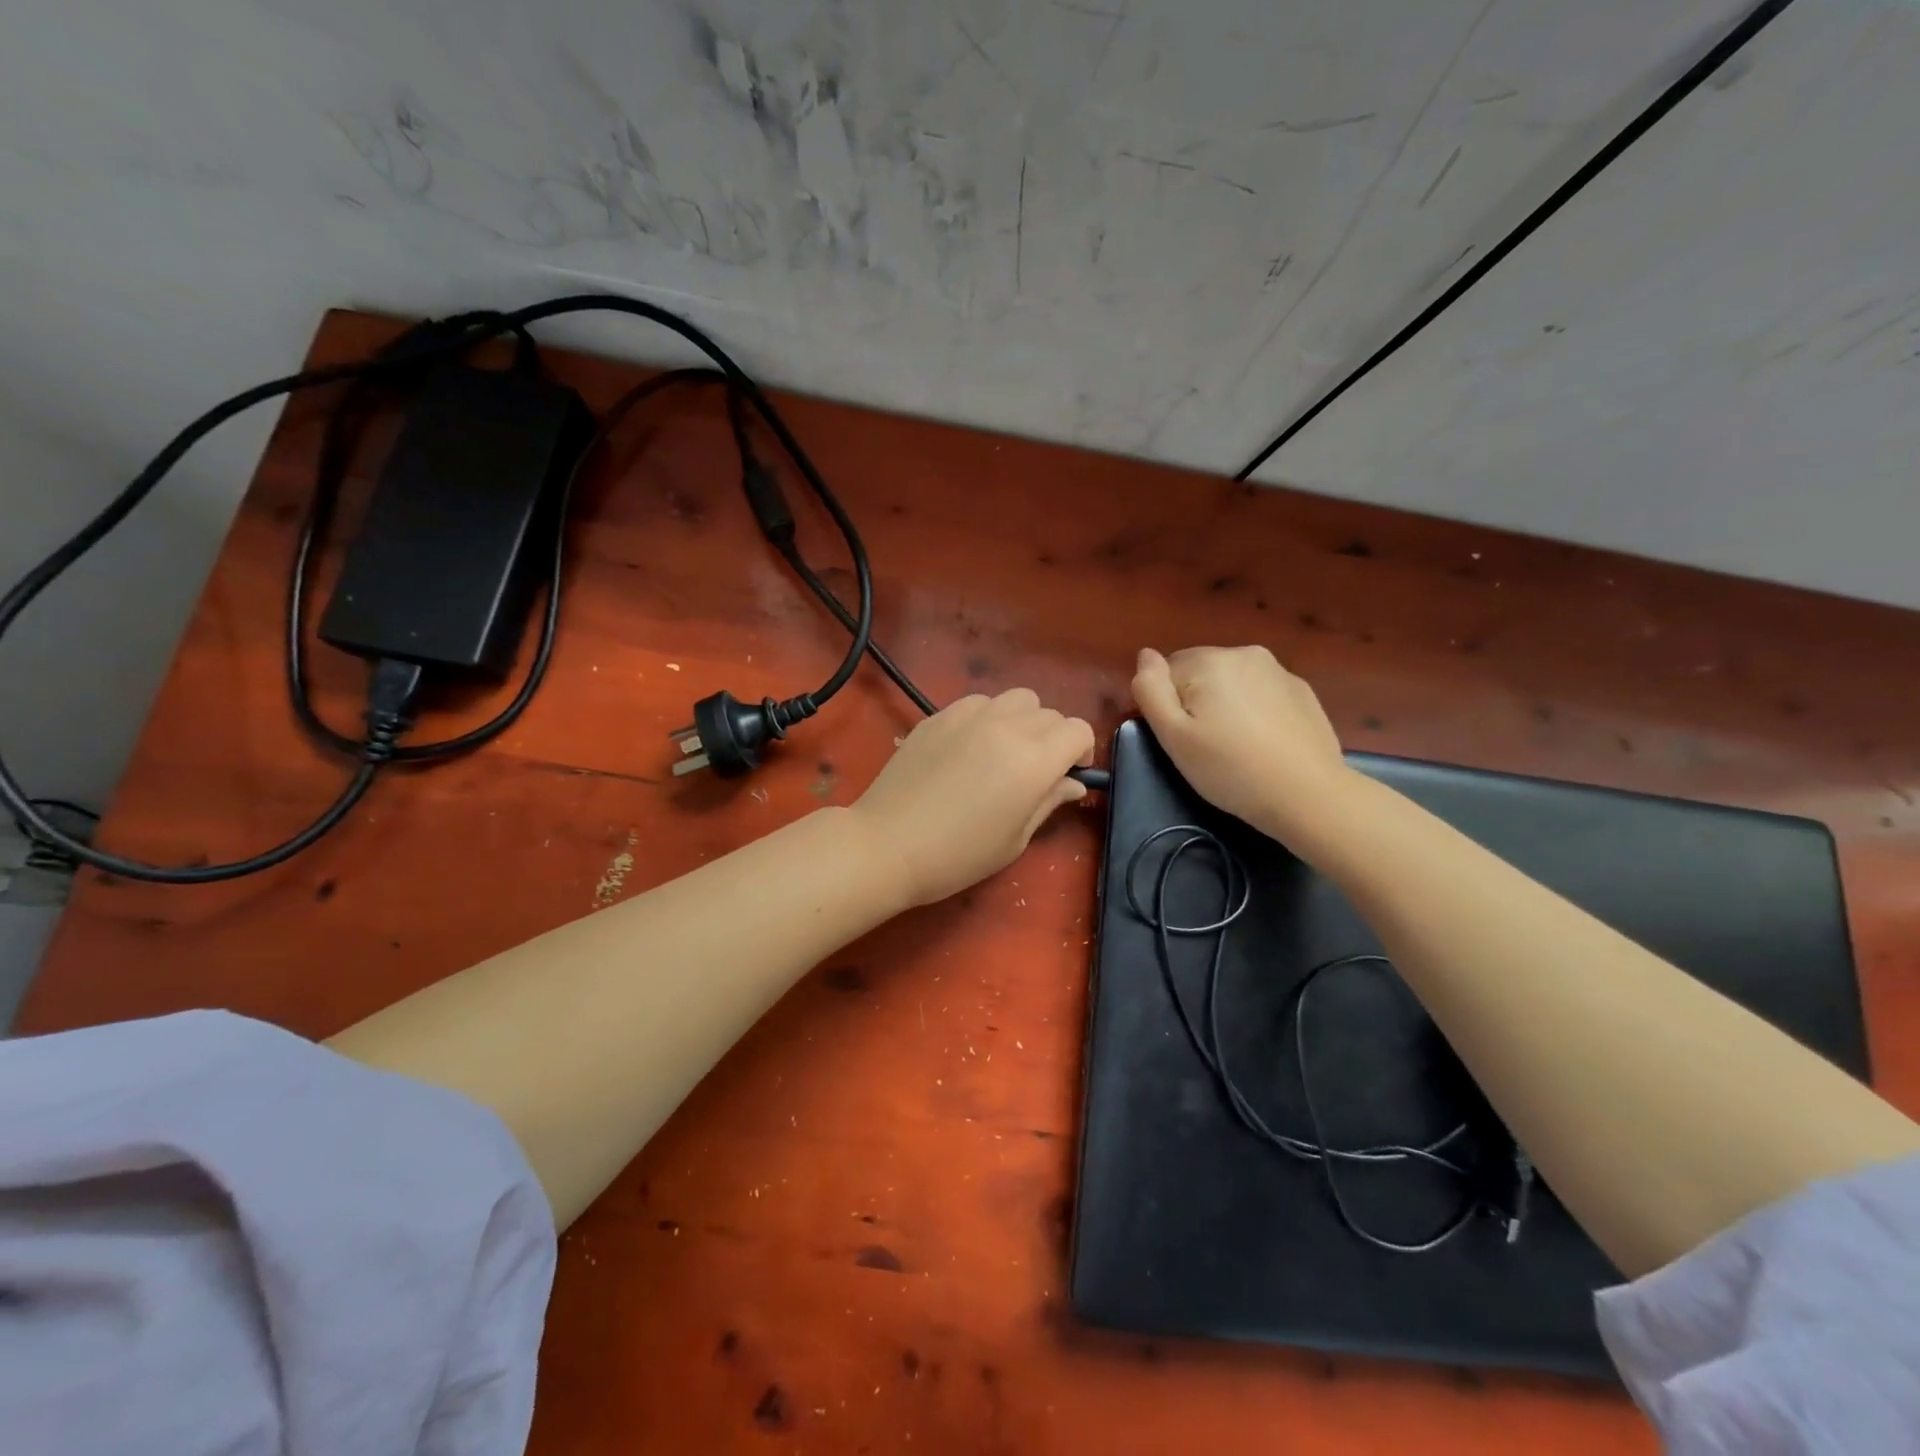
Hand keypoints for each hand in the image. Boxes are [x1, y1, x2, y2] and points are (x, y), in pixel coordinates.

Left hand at [851, 689, 1094, 906]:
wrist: (888, 844)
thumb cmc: (958, 855)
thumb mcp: (1015, 839)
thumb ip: (1049, 802)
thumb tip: (1072, 783)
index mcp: (1033, 759)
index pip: (1078, 730)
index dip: (1081, 751)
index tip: (1068, 775)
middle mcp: (1006, 726)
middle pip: (1050, 712)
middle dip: (1054, 738)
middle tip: (1036, 770)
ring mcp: (969, 715)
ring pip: (1016, 699)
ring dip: (1023, 721)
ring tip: (1004, 751)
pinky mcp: (939, 715)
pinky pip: (979, 702)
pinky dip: (988, 717)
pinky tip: (970, 747)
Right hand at [1130, 646, 1350, 841]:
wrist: (1307, 794)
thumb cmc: (1229, 769)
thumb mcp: (1173, 736)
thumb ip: (1151, 689)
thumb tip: (1145, 654)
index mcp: (1209, 661)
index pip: (1166, 673)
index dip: (1166, 707)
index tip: (1180, 739)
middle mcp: (1244, 653)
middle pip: (1200, 672)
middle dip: (1195, 701)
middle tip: (1204, 746)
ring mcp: (1278, 670)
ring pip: (1232, 681)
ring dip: (1225, 704)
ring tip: (1234, 745)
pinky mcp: (1302, 691)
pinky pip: (1261, 692)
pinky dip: (1254, 710)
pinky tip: (1262, 743)